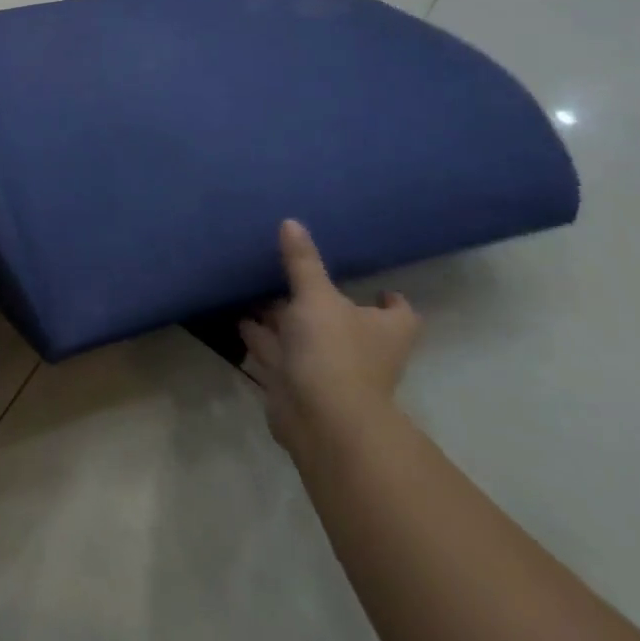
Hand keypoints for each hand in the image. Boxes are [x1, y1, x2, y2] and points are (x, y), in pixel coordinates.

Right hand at [239, 220, 419, 453]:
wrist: (320, 418)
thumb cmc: (333, 350)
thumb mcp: (315, 296)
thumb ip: (302, 262)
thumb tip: (292, 222)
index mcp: (383, 331)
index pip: (399, 313)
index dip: (389, 300)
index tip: (374, 285)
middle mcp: (361, 350)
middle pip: (344, 322)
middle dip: (319, 302)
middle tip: (293, 274)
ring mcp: (329, 370)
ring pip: (305, 337)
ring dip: (283, 319)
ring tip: (255, 290)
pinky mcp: (297, 384)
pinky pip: (277, 354)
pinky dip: (261, 338)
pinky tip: (240, 318)